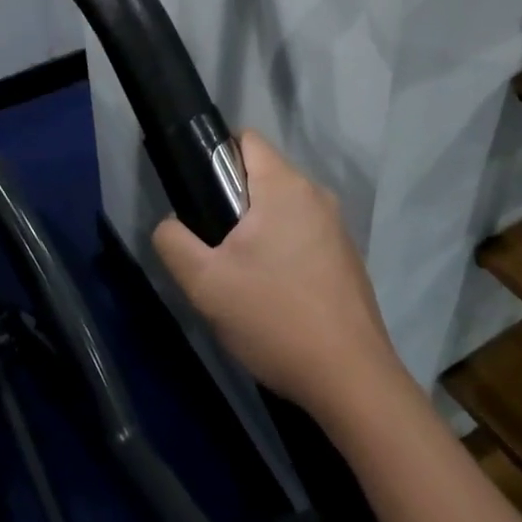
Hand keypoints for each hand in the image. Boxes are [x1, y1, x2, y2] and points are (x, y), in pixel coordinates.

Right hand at [153, 132, 404, 423]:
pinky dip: (284, 251)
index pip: (246, 139)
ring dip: (258, 230)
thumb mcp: (205, 284)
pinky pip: (304, 235)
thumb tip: (168, 224)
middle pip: (263, 175)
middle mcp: (316, 195)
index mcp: (285, 186)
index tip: (200, 196)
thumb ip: (174, 242)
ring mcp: (338, 228)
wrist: (352, 382)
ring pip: (284, 209)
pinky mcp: (348, 259)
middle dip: (234, 202)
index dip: (216, 157)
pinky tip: (275, 295)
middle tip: (215, 246)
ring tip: (241, 276)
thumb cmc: (275, 319)